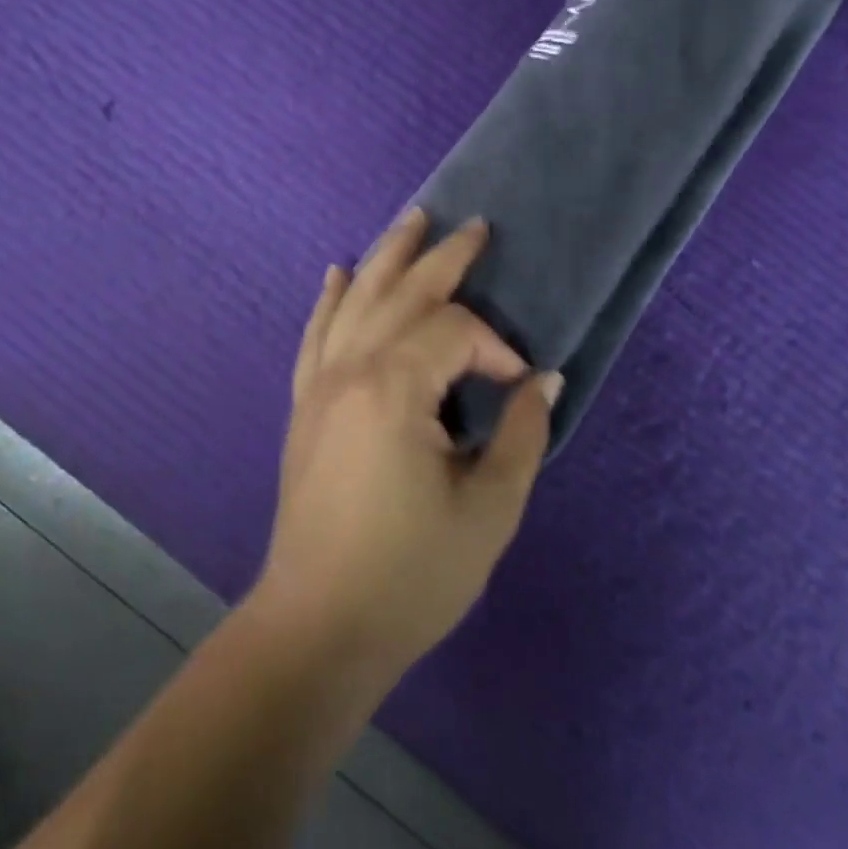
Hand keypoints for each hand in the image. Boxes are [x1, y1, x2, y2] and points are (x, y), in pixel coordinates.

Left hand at [252, 210, 559, 687]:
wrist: (318, 626)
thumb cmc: (410, 575)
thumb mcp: (488, 510)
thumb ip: (521, 435)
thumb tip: (543, 380)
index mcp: (395, 388)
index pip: (455, 332)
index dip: (494, 347)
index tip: (519, 386)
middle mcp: (351, 369)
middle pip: (402, 293)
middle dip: (443, 257)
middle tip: (473, 226)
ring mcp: (321, 384)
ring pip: (356, 300)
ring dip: (387, 257)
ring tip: (411, 221)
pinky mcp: (304, 405)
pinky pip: (316, 335)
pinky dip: (330, 300)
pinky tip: (337, 273)